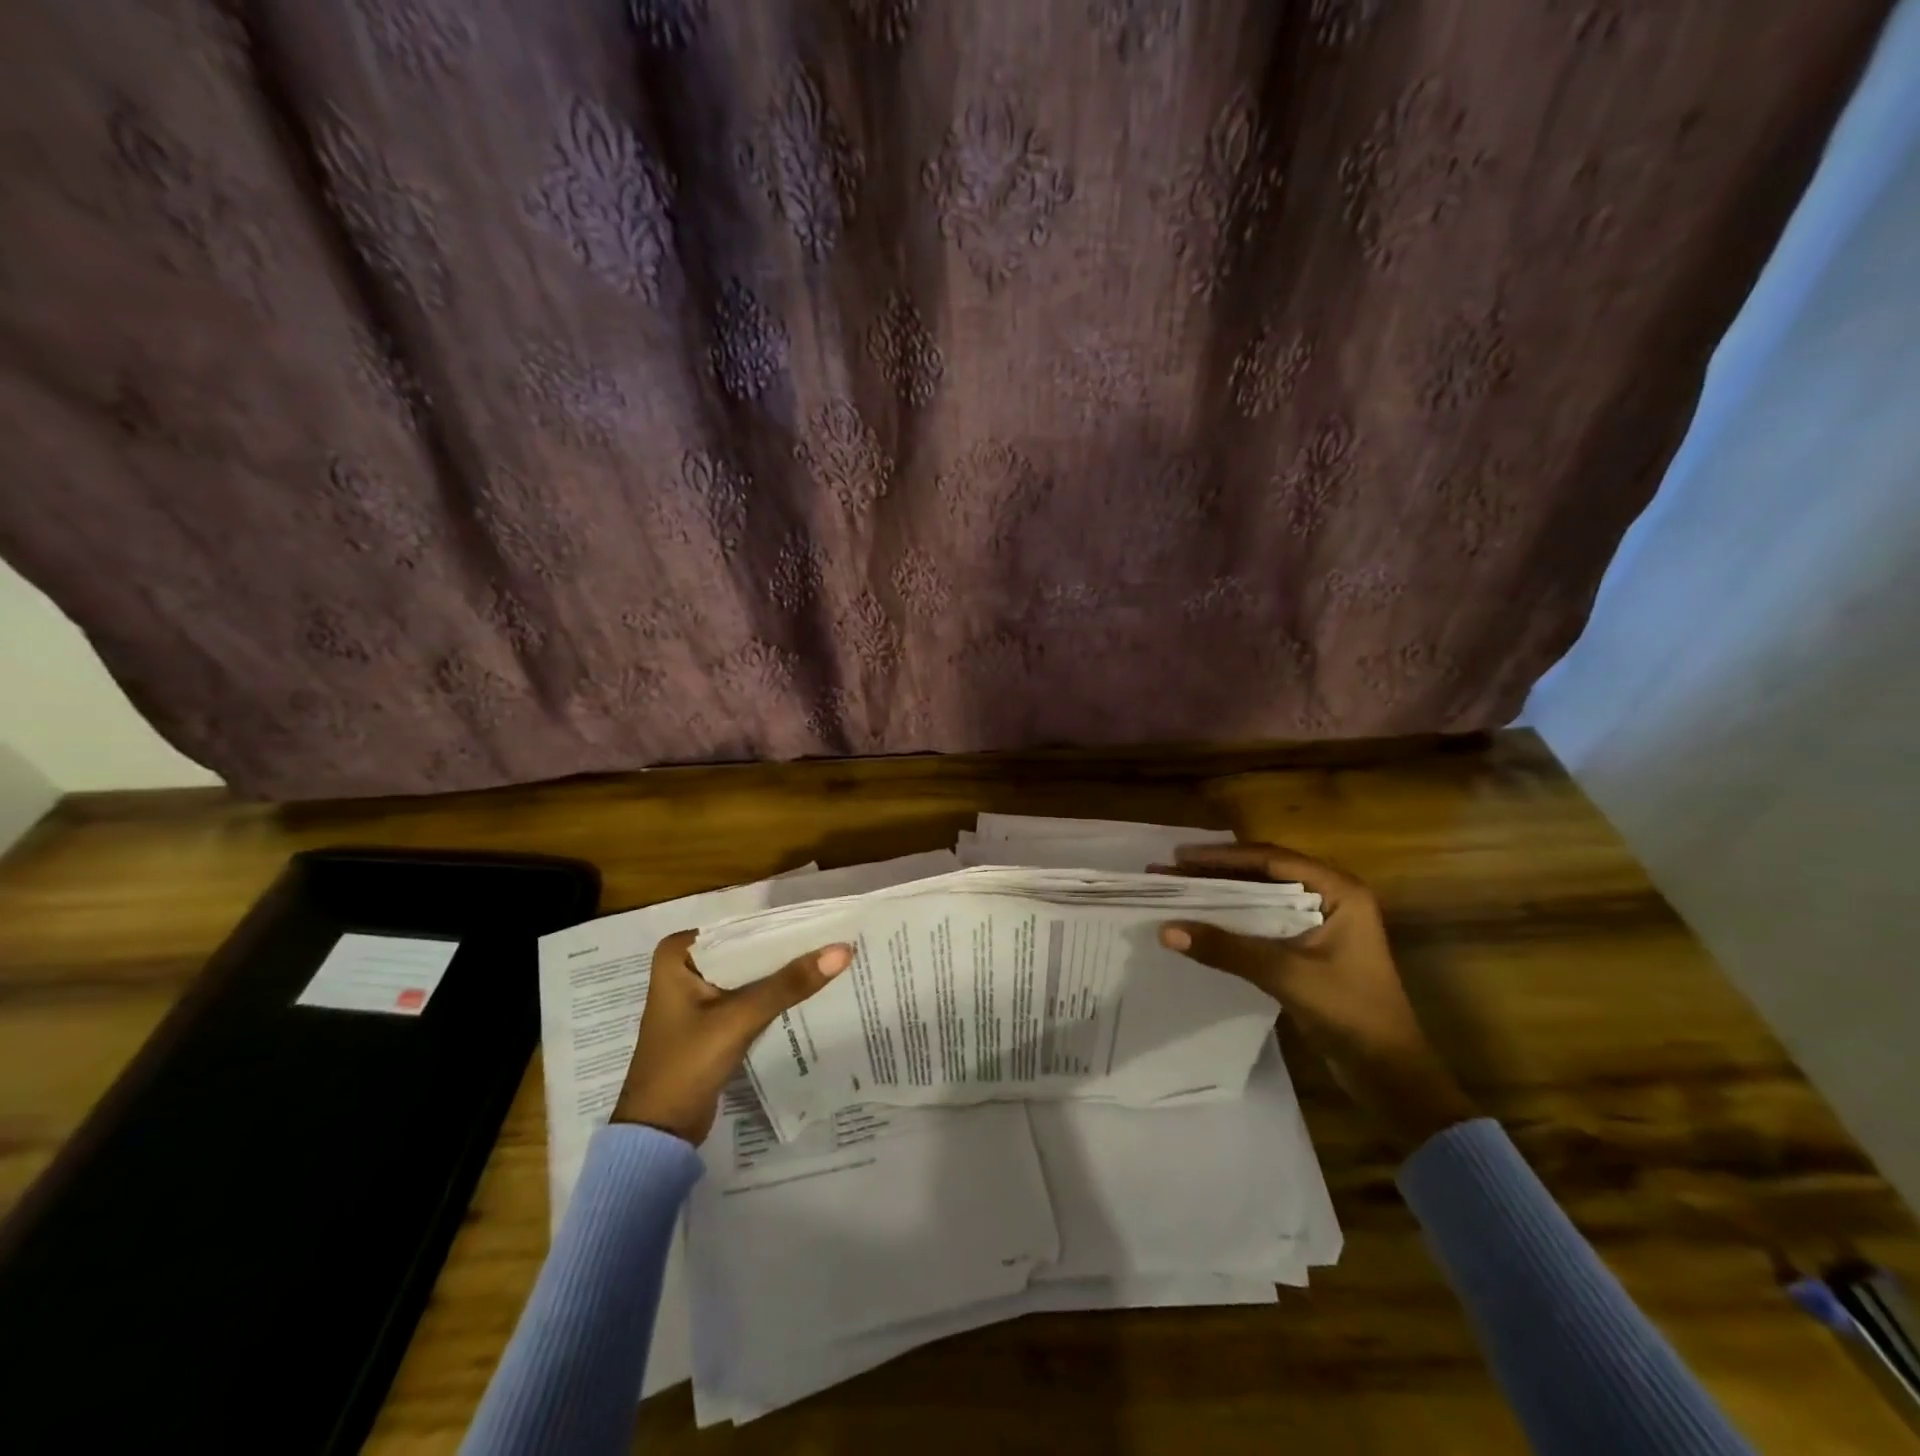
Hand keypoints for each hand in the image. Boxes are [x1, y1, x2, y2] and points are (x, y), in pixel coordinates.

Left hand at [611, 930, 853, 1144]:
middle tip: (836, 940)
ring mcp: (699, 993)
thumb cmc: (686, 1066)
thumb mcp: (739, 1019)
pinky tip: (809, 989)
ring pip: (752, 972)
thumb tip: (842, 950)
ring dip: (784, 972)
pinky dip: (775, 994)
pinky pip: (750, 994)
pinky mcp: (712, 1018)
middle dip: (787, 949)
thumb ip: (789, 984)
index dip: (784, 926)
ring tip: (832, 959)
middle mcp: (686, 965)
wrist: (659, 1133)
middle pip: (748, 949)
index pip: (741, 927)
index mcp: (678, 953)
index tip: (826, 922)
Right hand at [1155, 843, 1475, 1154]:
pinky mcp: (1310, 948)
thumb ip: (1227, 949)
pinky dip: (1233, 919)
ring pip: (1261, 897)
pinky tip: (1203, 921)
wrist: (1389, 1072)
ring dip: (1221, 894)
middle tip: (1169, 871)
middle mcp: (1331, 897)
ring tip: (1177, 891)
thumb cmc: (1350, 1012)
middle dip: (1215, 872)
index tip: (1179, 858)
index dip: (1222, 856)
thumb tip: (1166, 930)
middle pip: (1263, 873)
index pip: (1271, 859)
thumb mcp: (1285, 974)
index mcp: (1338, 890)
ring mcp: (1321, 923)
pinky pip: (1264, 921)